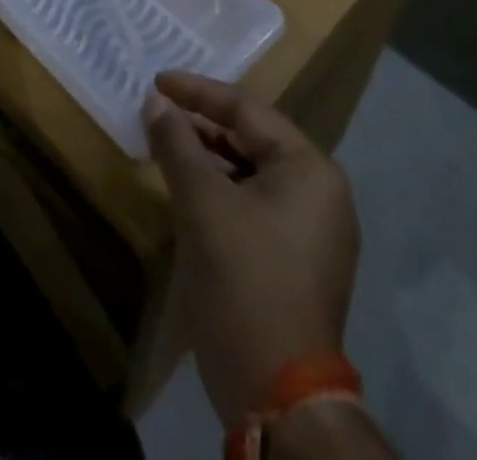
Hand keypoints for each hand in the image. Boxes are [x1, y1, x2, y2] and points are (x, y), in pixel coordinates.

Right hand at [144, 72, 360, 430]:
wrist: (278, 394)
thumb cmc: (243, 280)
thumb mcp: (201, 202)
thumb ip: (176, 142)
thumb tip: (155, 102)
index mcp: (308, 169)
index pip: (246, 110)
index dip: (197, 92)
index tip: (156, 81)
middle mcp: (321, 192)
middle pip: (253, 137)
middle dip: (203, 123)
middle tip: (159, 111)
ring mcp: (314, 229)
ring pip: (252, 170)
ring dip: (209, 155)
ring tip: (167, 145)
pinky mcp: (299, 258)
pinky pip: (256, 201)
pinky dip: (222, 187)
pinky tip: (188, 189)